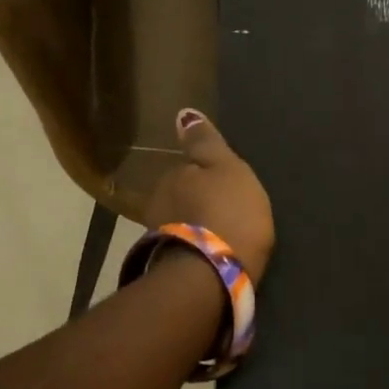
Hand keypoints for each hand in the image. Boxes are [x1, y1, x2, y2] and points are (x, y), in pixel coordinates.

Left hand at [144, 110, 275, 280]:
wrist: (215, 275)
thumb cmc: (230, 212)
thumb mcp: (227, 168)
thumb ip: (205, 143)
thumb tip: (182, 114)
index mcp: (173, 176)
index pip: (186, 168)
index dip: (204, 175)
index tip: (222, 187)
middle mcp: (158, 203)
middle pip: (179, 195)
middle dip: (195, 201)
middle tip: (223, 211)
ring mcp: (159, 236)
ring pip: (179, 222)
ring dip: (193, 225)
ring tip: (218, 235)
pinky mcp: (167, 265)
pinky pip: (184, 247)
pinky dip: (194, 247)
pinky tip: (210, 254)